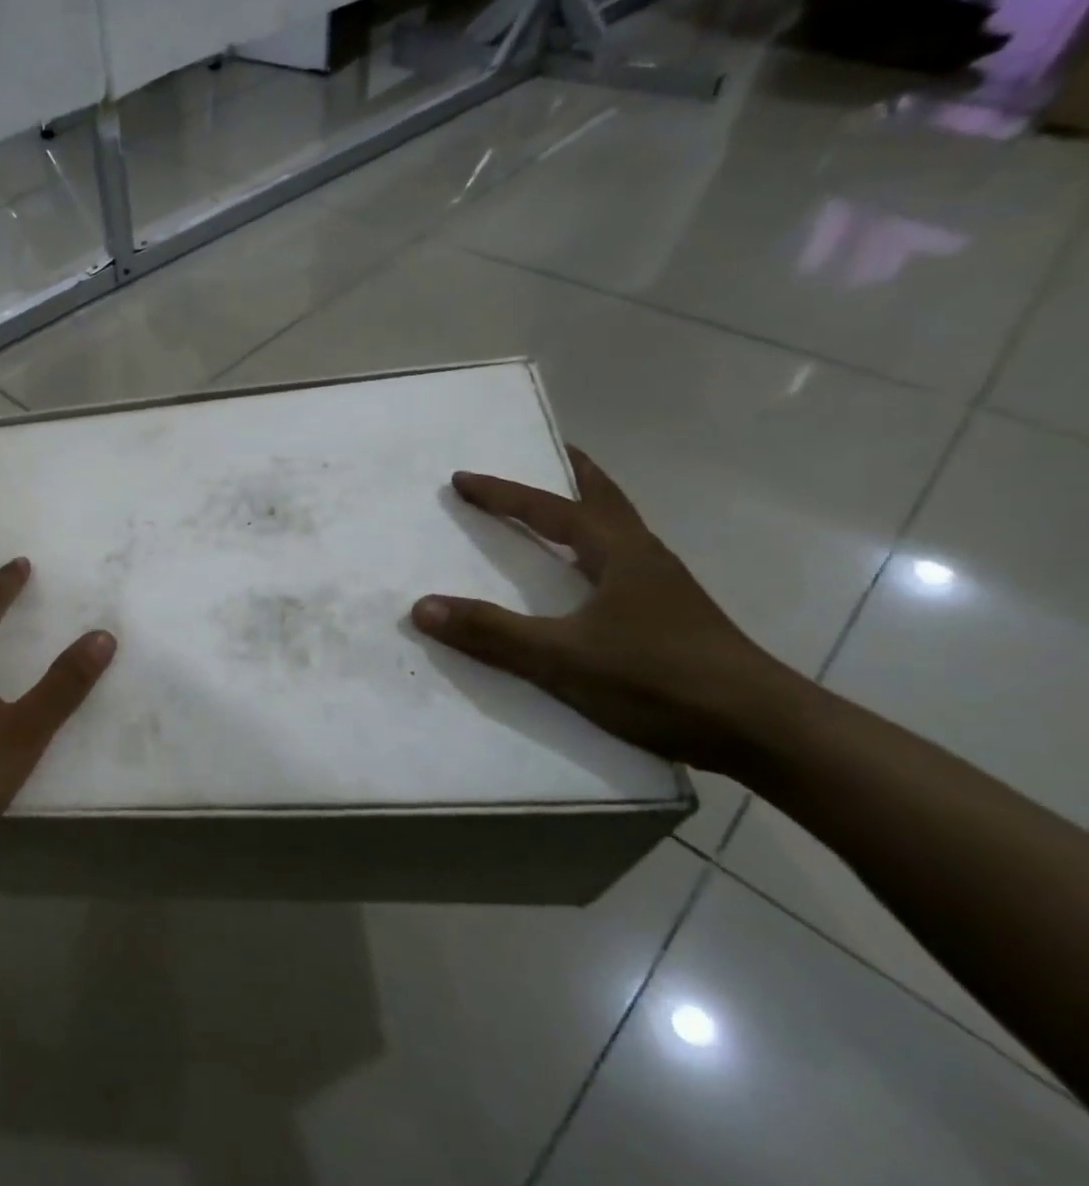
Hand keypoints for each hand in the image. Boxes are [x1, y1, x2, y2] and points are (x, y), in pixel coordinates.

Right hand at [410, 447, 794, 777]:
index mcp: (620, 553)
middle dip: (572, 474)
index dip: (503, 493)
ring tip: (559, 509)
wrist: (764, 732)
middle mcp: (645, 558)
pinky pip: (624, 565)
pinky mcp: (673, 619)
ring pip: (619, 532)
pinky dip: (597, 550)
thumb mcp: (563, 658)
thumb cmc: (660, 680)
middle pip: (605, 500)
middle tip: (547, 453)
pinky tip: (588, 579)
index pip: (551, 508)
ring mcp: (665, 589)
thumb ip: (492, 633)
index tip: (463, 478)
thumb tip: (421, 607)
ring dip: (587, 511)